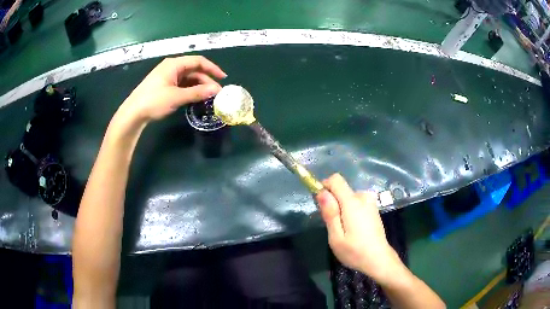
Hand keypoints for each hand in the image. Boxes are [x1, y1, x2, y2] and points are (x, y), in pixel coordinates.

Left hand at [115, 56, 226, 126]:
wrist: (133, 113)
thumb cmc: (153, 101)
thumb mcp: (176, 97)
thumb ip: (197, 92)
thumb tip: (216, 90)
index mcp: (174, 64)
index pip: (198, 61)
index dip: (212, 68)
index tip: (223, 78)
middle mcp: (172, 67)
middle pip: (194, 70)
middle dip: (206, 80)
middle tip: (216, 93)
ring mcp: (167, 76)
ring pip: (188, 78)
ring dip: (199, 86)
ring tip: (208, 97)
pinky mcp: (165, 85)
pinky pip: (182, 84)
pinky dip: (190, 89)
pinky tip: (196, 97)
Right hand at [316, 174, 404, 282]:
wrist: (379, 259)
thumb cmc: (355, 251)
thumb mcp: (336, 237)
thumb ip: (329, 213)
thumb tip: (321, 192)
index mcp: (353, 202)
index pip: (336, 179)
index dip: (324, 186)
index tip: (320, 203)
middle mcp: (363, 197)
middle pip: (341, 189)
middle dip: (332, 202)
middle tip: (332, 225)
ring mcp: (370, 202)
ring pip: (348, 196)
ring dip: (341, 208)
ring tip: (343, 229)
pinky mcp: (373, 208)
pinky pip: (356, 201)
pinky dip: (350, 210)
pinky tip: (353, 228)